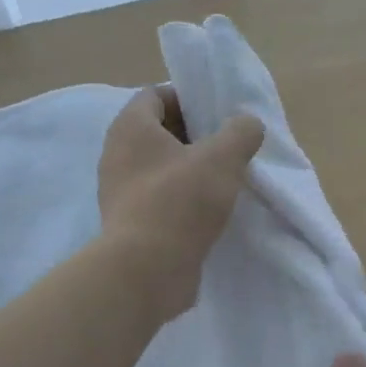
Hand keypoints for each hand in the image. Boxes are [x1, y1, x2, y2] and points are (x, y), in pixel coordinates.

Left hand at [98, 86, 264, 319]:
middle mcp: (117, 154)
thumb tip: (247, 124)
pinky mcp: (128, 223)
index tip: (218, 116)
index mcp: (130, 127)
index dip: (188, 99)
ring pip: (160, 168)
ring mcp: (119, 192)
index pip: (156, 95)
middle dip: (194, 136)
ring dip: (189, 170)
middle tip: (227, 148)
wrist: (147, 271)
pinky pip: (158, 198)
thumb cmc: (180, 202)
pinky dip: (181, 199)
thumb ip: (241, 132)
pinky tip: (207, 212)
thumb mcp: (222, 158)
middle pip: (158, 132)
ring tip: (223, 181)